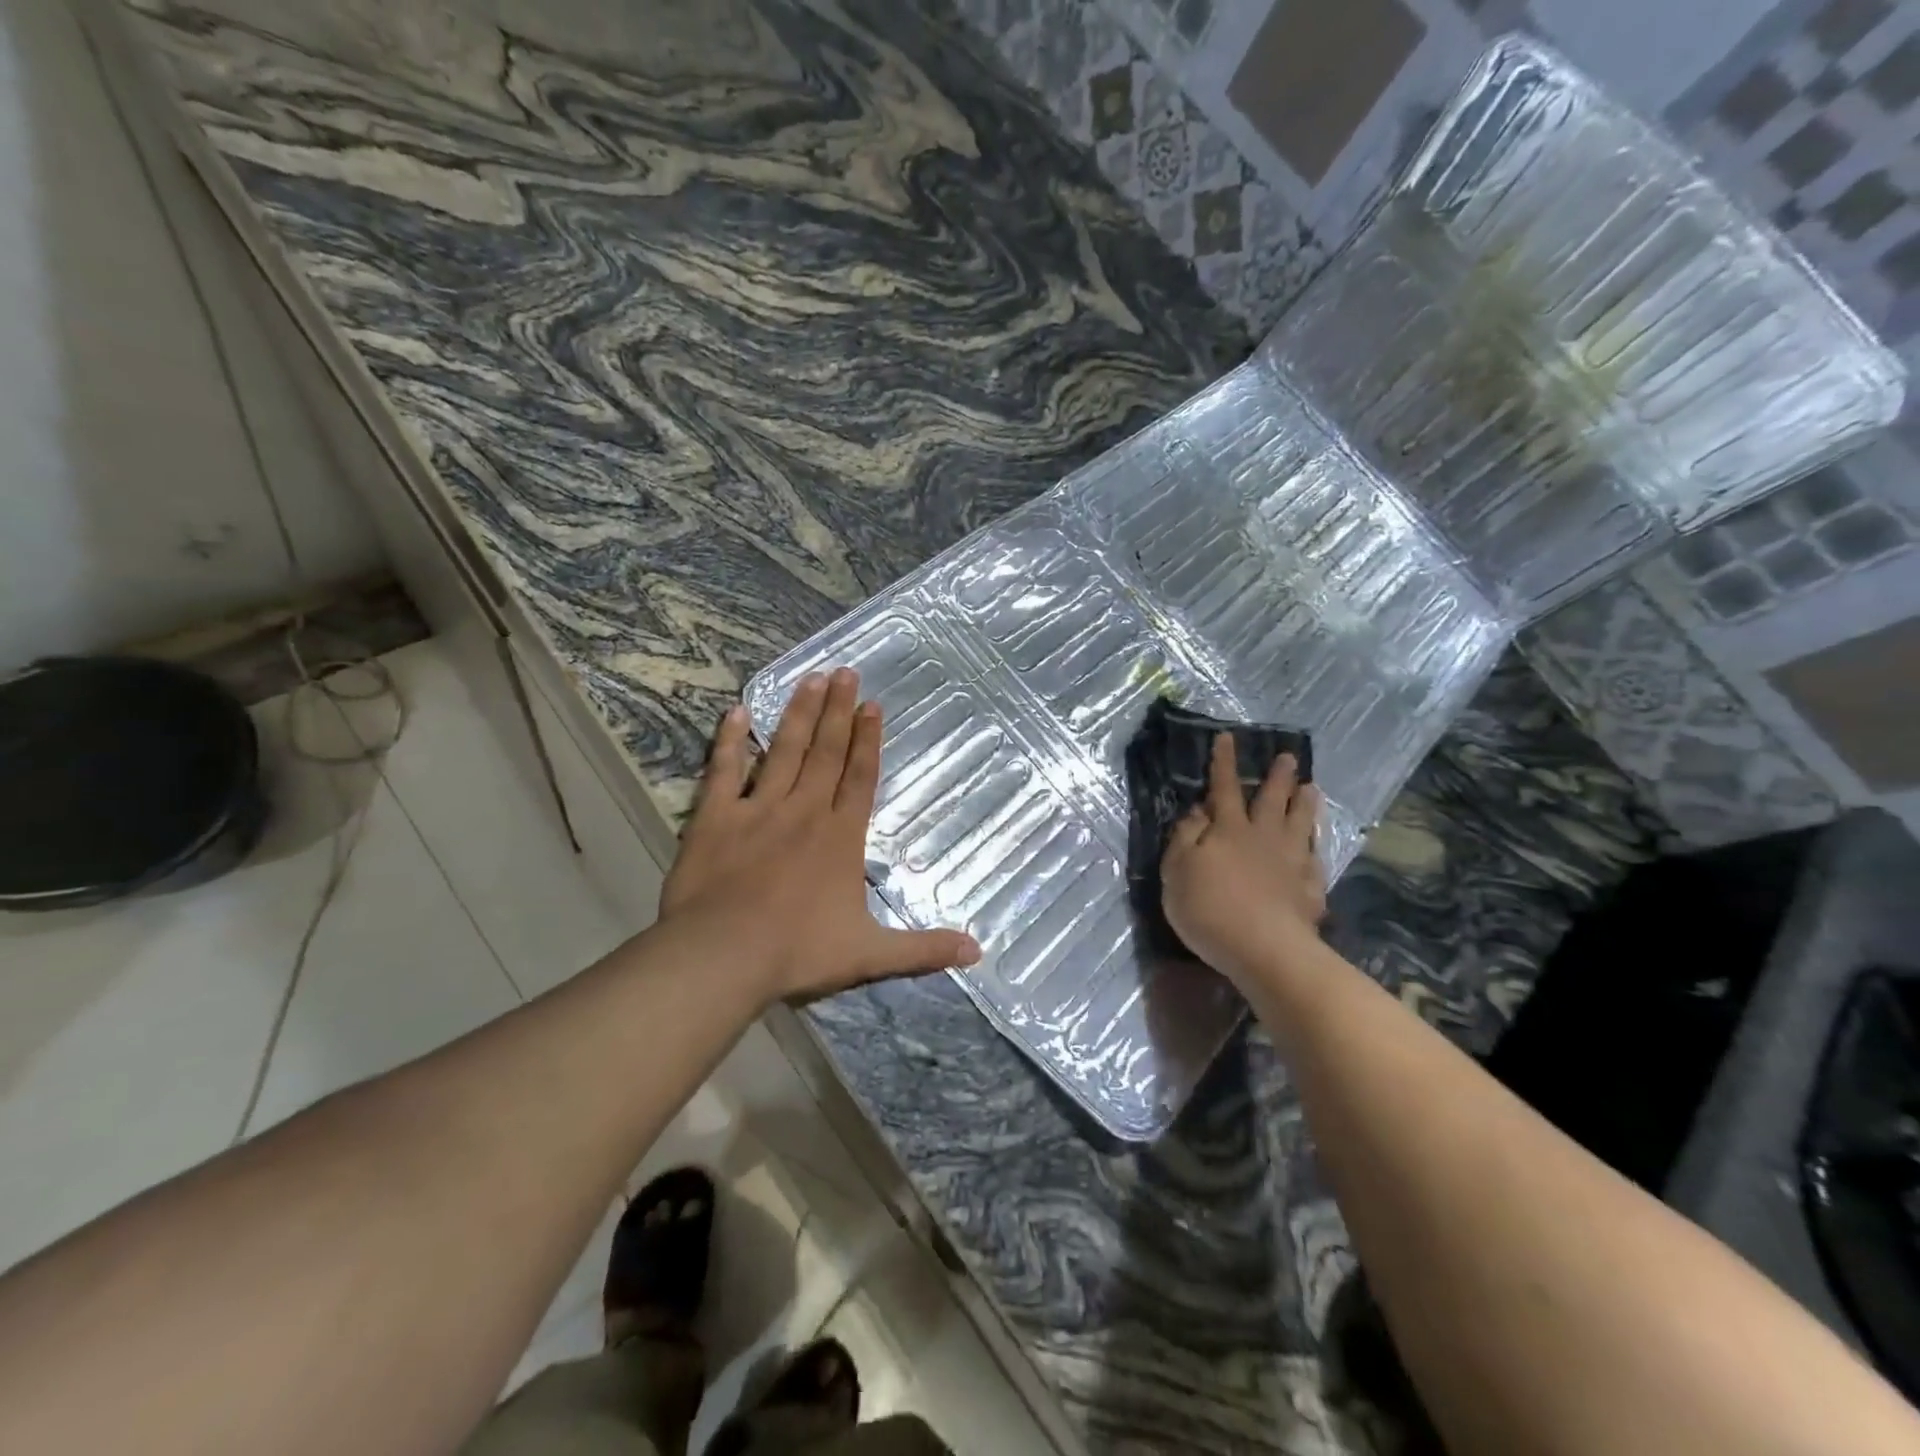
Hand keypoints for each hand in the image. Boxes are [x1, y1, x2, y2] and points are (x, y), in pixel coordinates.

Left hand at [659, 668, 980, 1004]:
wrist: (723, 956)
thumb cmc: (798, 952)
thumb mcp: (870, 956)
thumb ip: (923, 950)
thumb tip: (978, 951)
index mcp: (840, 837)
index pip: (860, 777)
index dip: (869, 740)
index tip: (873, 705)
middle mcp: (804, 811)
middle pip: (826, 752)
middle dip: (838, 711)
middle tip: (845, 672)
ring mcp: (758, 810)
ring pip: (784, 751)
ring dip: (800, 715)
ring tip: (811, 678)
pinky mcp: (715, 818)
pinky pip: (724, 771)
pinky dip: (730, 742)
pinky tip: (737, 713)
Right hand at [1161, 733, 1326, 988]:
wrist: (1265, 949)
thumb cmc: (1210, 910)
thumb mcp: (1177, 873)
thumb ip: (1184, 838)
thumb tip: (1196, 811)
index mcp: (1228, 830)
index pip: (1223, 788)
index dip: (1223, 762)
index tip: (1228, 737)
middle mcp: (1263, 836)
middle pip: (1271, 799)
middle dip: (1278, 776)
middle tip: (1288, 756)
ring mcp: (1291, 860)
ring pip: (1300, 822)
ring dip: (1305, 803)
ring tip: (1312, 787)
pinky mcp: (1310, 887)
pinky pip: (1315, 857)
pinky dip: (1316, 845)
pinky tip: (1317, 843)